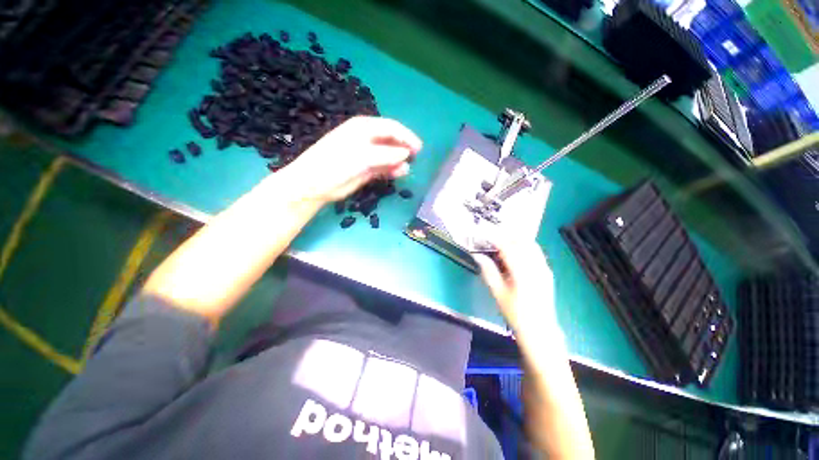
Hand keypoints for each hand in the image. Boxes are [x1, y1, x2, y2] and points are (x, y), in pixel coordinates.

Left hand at [284, 116, 422, 203]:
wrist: (315, 184)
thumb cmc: (336, 164)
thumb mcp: (362, 157)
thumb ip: (386, 155)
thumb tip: (406, 153)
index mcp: (363, 128)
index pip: (391, 128)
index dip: (406, 136)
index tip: (419, 148)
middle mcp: (366, 139)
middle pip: (391, 140)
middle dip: (403, 148)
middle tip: (415, 158)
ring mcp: (366, 155)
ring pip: (388, 155)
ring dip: (398, 161)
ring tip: (405, 170)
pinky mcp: (365, 169)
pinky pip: (383, 167)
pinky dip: (391, 170)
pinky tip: (398, 173)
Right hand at [473, 239, 556, 333]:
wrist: (539, 330)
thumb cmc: (515, 313)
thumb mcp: (497, 292)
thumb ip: (488, 271)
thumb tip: (478, 255)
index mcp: (522, 273)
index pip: (508, 248)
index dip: (496, 239)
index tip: (485, 236)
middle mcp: (536, 267)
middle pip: (522, 242)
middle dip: (506, 237)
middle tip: (493, 239)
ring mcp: (544, 269)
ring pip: (531, 245)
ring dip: (516, 241)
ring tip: (503, 245)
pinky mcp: (548, 272)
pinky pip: (536, 253)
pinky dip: (525, 248)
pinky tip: (515, 255)